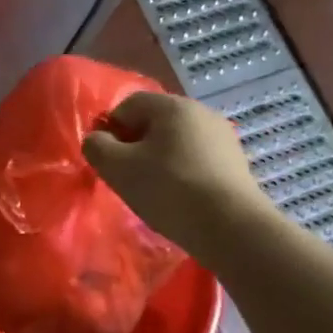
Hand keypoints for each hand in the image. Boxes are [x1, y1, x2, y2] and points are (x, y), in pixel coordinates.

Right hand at [83, 93, 268, 255]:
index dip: (110, 130)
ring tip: (153, 190)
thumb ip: (96, 146)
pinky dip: (181, 172)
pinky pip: (195, 159)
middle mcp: (201, 112)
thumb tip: (97, 139)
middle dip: (134, 146)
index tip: (109, 160)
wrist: (231, 226)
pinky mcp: (236, 162)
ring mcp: (223, 137)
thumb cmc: (168, 189)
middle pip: (153, 122)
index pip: (127, 105)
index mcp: (172, 106)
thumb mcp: (117, 167)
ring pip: (175, 142)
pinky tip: (179, 197)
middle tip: (127, 177)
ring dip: (157, 160)